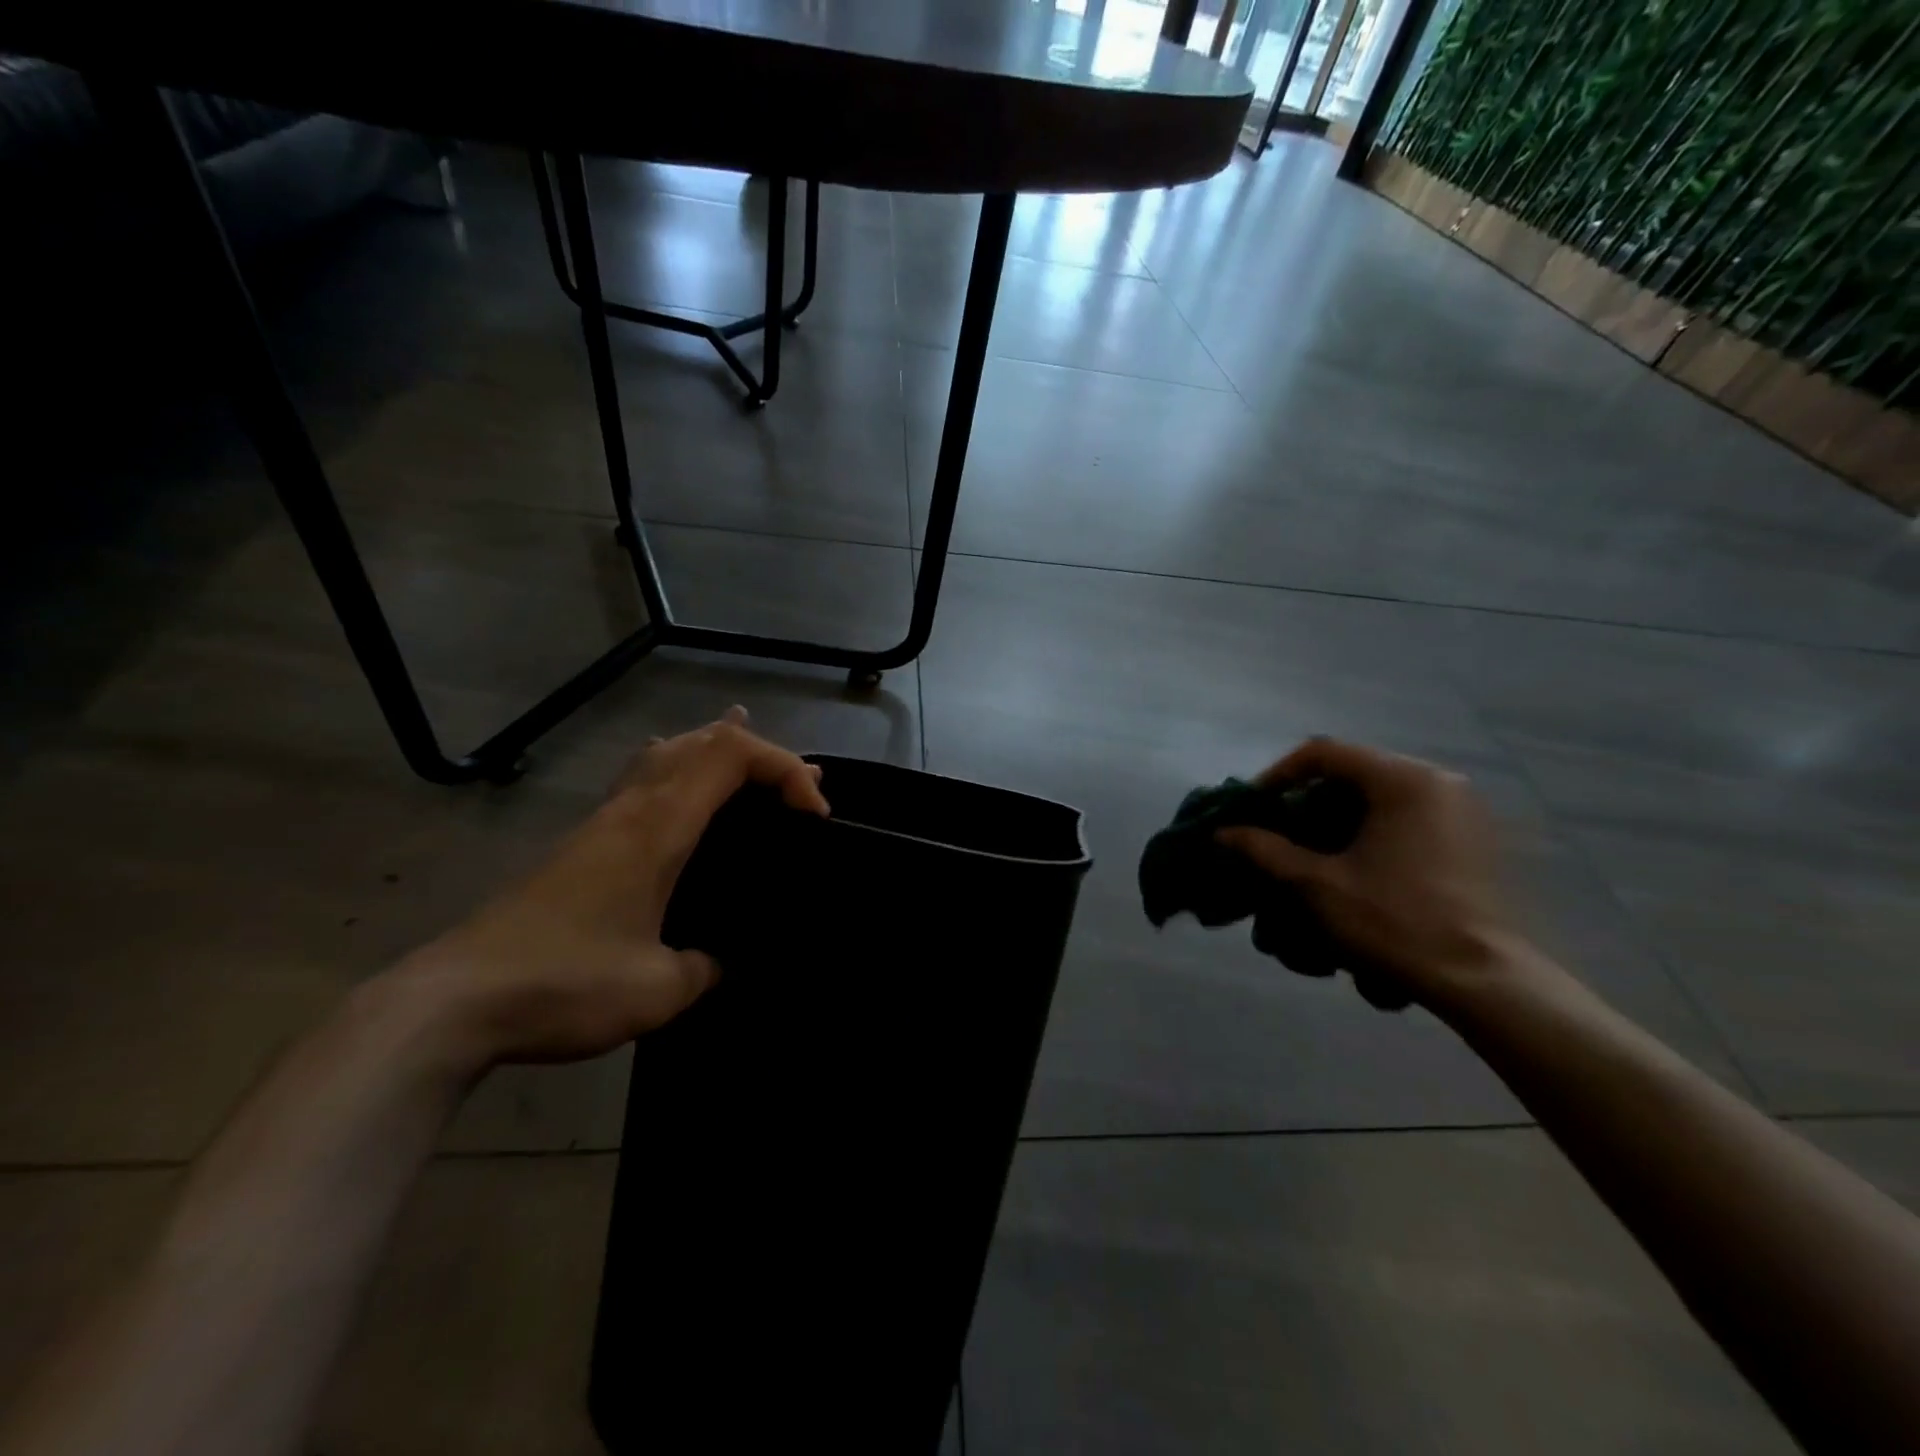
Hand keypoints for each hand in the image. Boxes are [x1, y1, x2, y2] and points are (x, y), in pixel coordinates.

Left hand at [393, 707, 828, 1066]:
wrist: (453, 1002)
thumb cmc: (564, 983)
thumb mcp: (658, 989)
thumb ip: (707, 965)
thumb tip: (721, 958)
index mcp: (659, 825)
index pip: (732, 755)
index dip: (785, 768)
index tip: (815, 817)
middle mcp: (633, 808)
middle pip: (702, 742)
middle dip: (763, 756)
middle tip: (802, 788)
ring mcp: (602, 822)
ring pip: (669, 754)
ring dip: (721, 754)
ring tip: (756, 769)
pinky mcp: (583, 844)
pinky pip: (644, 781)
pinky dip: (683, 773)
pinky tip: (685, 800)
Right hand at [1216, 737, 1516, 1012]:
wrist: (1484, 981)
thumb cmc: (1395, 921)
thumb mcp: (1316, 885)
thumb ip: (1265, 850)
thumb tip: (1222, 832)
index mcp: (1402, 780)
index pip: (1324, 752)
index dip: (1280, 774)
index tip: (1256, 807)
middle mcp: (1438, 781)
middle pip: (1355, 772)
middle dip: (1310, 799)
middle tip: (1280, 831)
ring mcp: (1464, 810)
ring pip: (1382, 795)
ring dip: (1341, 817)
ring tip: (1313, 852)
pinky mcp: (1475, 840)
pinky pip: (1410, 816)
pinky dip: (1374, 831)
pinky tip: (1357, 868)